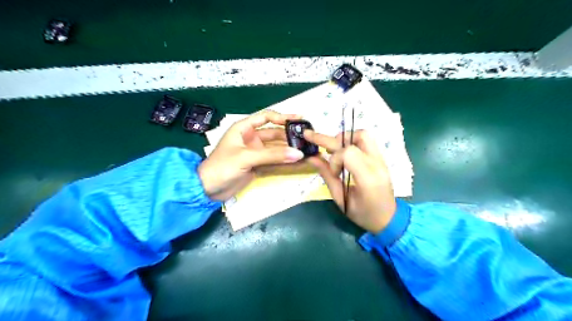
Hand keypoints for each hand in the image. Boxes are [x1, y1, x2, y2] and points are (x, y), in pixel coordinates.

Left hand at [199, 110, 305, 199]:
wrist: (208, 190)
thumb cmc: (222, 167)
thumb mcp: (246, 157)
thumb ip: (272, 155)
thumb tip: (298, 154)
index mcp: (244, 128)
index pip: (266, 117)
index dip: (282, 117)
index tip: (298, 119)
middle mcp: (251, 138)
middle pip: (274, 133)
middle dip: (289, 136)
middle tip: (306, 139)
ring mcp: (255, 152)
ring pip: (276, 148)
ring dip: (289, 149)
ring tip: (306, 150)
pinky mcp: (257, 165)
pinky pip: (274, 160)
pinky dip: (284, 161)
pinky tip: (296, 161)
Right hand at [306, 130, 396, 233]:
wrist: (388, 219)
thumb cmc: (363, 214)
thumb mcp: (341, 199)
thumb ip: (327, 176)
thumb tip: (311, 158)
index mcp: (368, 178)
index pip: (348, 153)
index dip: (334, 159)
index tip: (333, 172)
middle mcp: (378, 164)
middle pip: (357, 136)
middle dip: (331, 138)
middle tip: (311, 137)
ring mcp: (382, 159)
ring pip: (363, 134)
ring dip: (344, 138)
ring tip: (332, 149)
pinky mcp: (381, 158)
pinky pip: (366, 141)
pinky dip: (350, 141)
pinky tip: (341, 151)